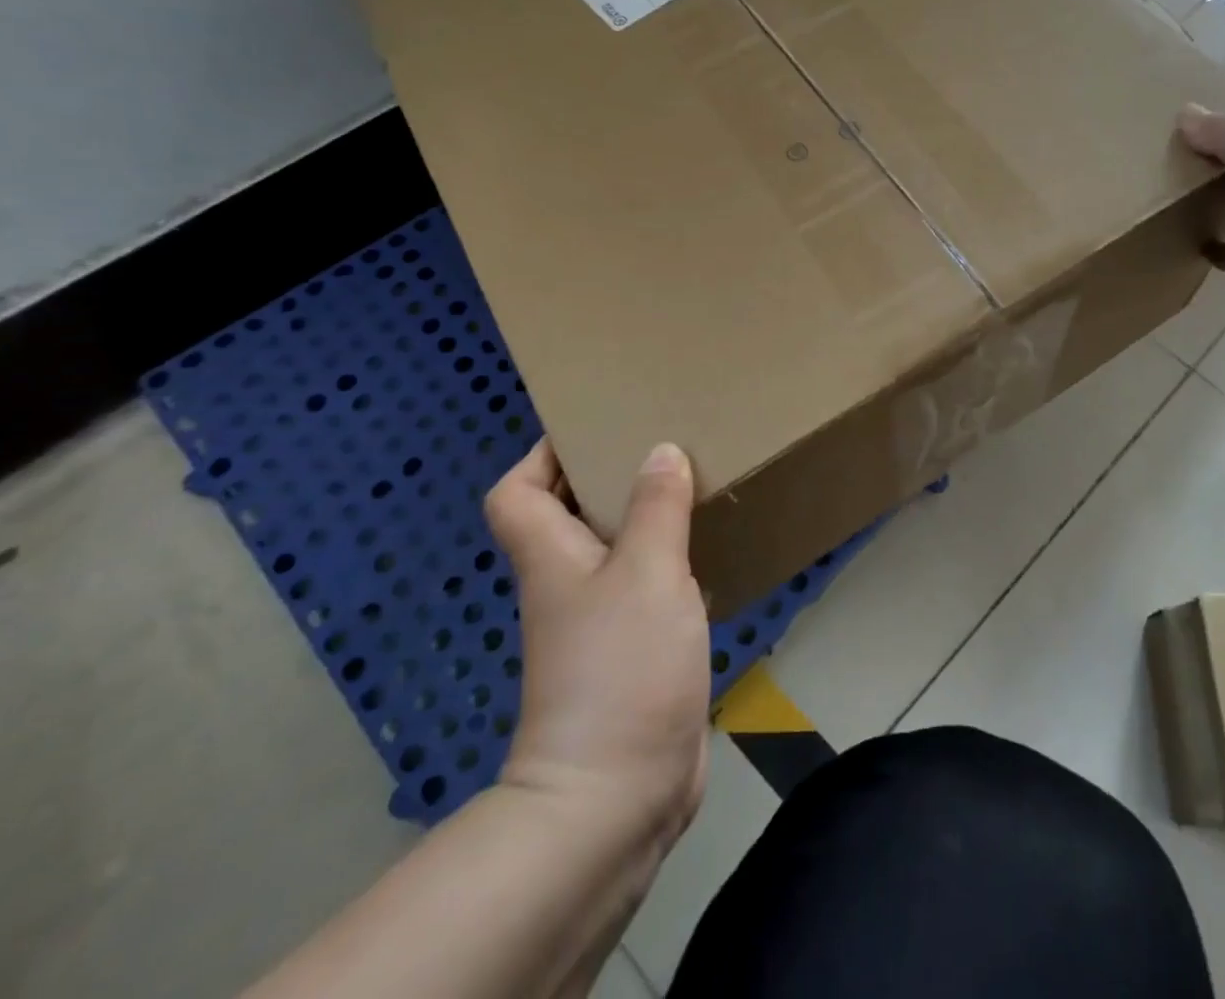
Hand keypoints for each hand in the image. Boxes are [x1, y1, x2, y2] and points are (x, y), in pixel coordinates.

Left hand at [483, 440, 709, 841]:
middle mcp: (567, 585)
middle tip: (661, 443)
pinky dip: (671, 562)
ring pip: (614, 550)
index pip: (514, 494)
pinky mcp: (634, 652)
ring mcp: (599, 622)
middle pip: (568, 515)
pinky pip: (648, 587)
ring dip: (645, 517)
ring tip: (693, 483)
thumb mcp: (648, 571)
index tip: (590, 428)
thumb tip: (659, 450)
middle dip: (606, 476)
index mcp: (552, 558)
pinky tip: (710, 550)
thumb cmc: (622, 667)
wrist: (618, 795)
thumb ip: (656, 507)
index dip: (540, 457)